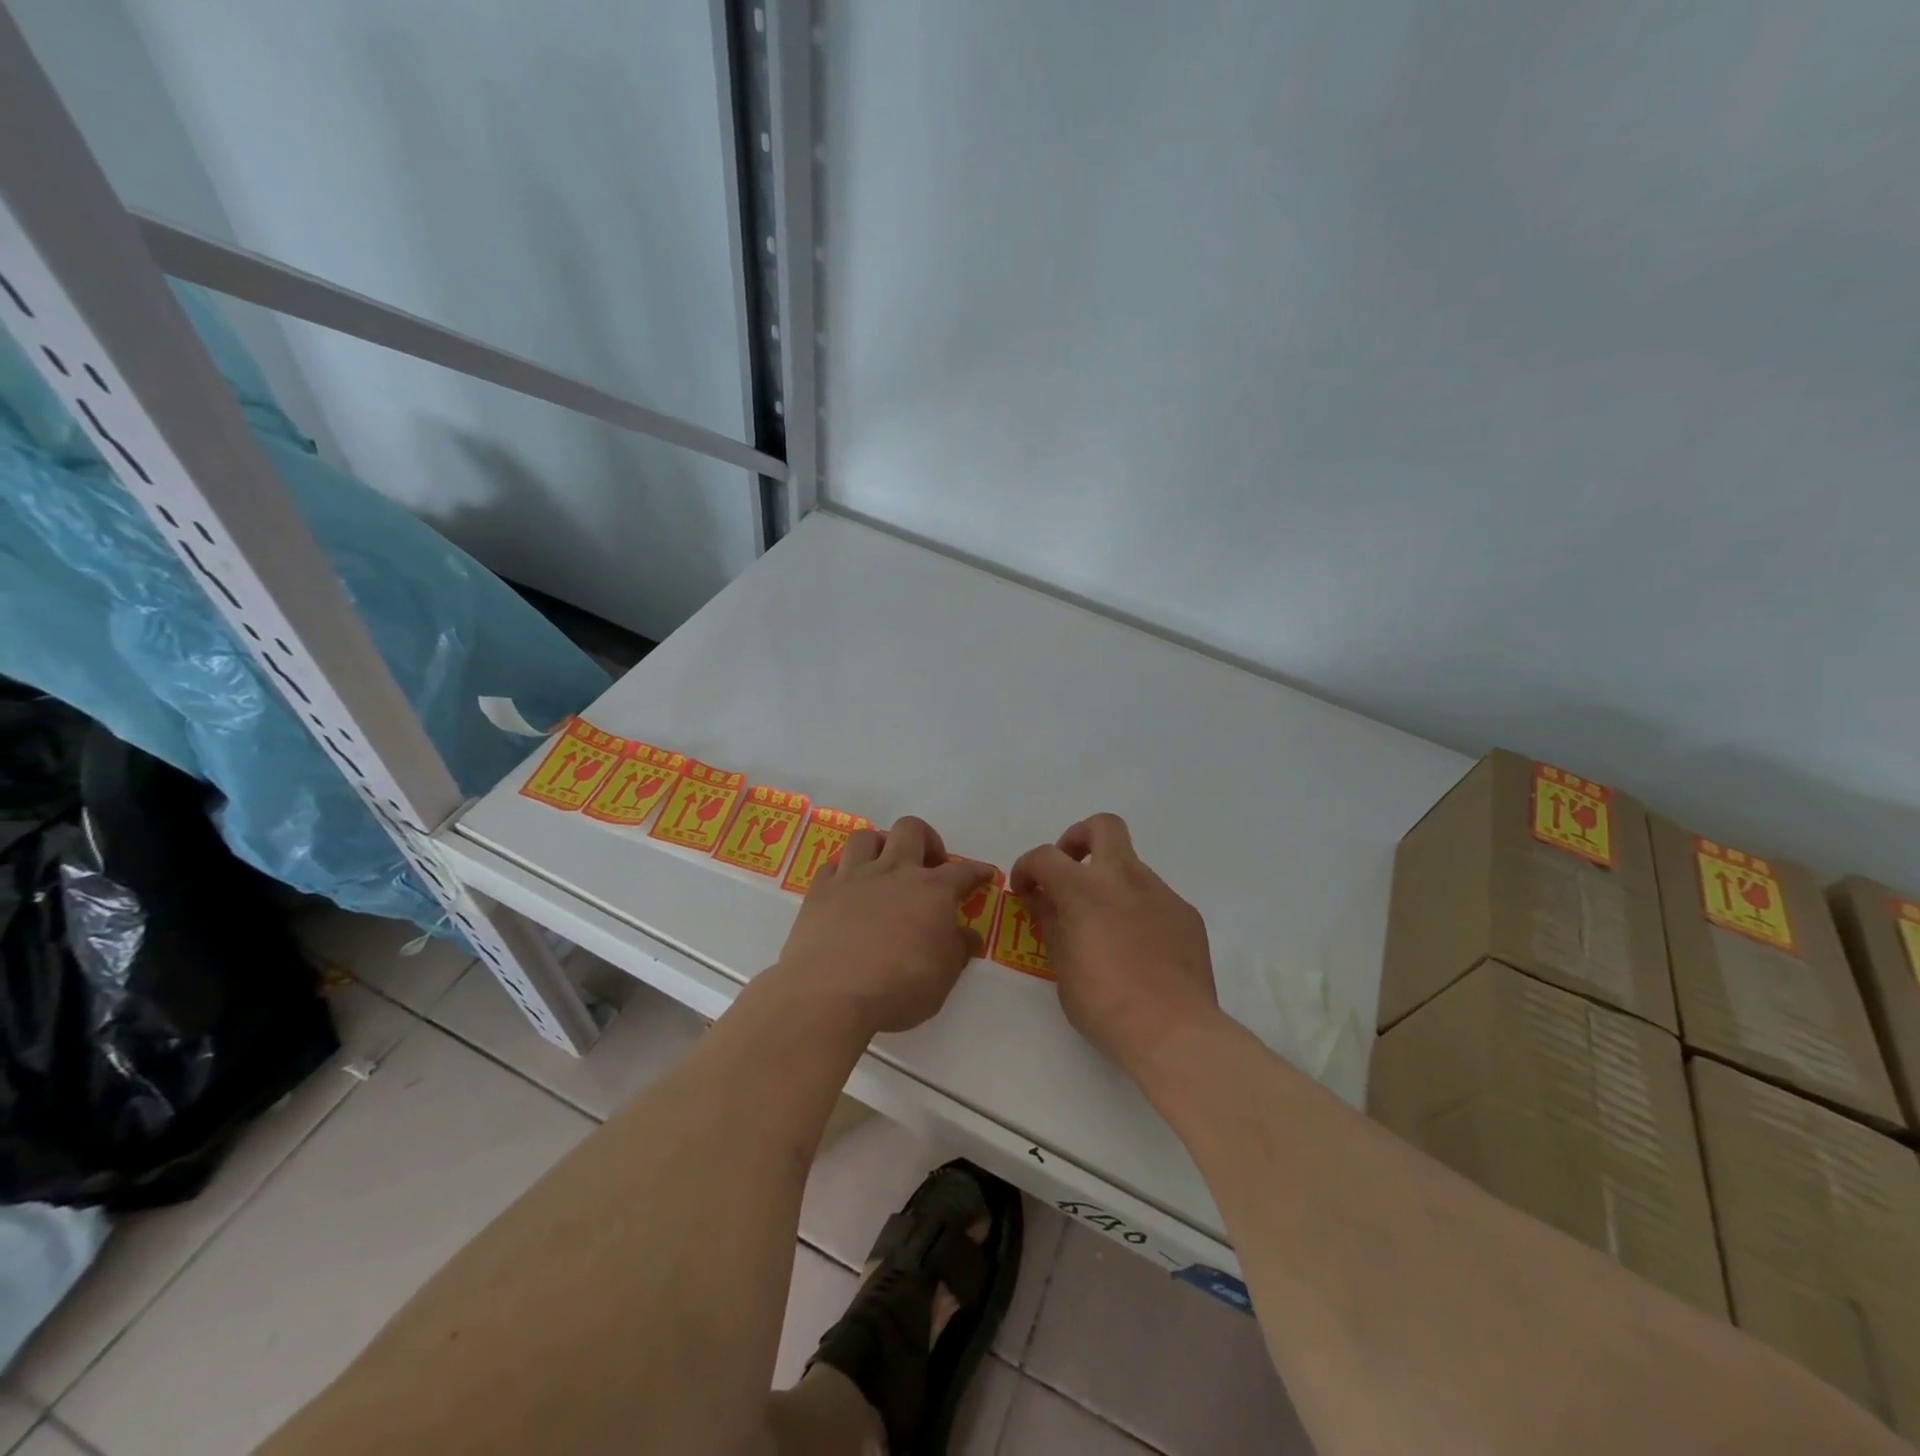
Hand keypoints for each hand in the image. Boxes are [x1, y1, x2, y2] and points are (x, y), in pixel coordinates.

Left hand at [776, 816, 992, 1038]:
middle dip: (926, 839)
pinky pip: (832, 866)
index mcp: (932, 890)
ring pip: (866, 837)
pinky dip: (843, 872)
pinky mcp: (819, 892)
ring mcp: (853, 877)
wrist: (830, 995)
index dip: (977, 870)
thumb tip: (968, 935)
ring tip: (884, 868)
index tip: (984, 874)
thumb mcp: (944, 977)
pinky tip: (847, 890)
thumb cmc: (899, 988)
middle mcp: (894, 872)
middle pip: (911, 830)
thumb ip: (958, 950)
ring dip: (880, 846)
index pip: (963, 870)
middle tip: (929, 865)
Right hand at [1012, 813, 1219, 1072]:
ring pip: (1130, 866)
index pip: (1045, 856)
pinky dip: (1137, 909)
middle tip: (1070, 871)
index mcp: (1085, 888)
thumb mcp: (1061, 966)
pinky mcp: (1185, 914)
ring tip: (1104, 925)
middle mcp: (1124, 878)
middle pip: (1103, 826)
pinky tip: (1138, 948)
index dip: (1027, 867)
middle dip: (1079, 839)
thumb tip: (1043, 900)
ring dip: (1110, 882)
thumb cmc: (1104, 1003)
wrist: (1173, 1031)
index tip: (1025, 890)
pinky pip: (1154, 898)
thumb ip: (1051, 922)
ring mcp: (1160, 892)